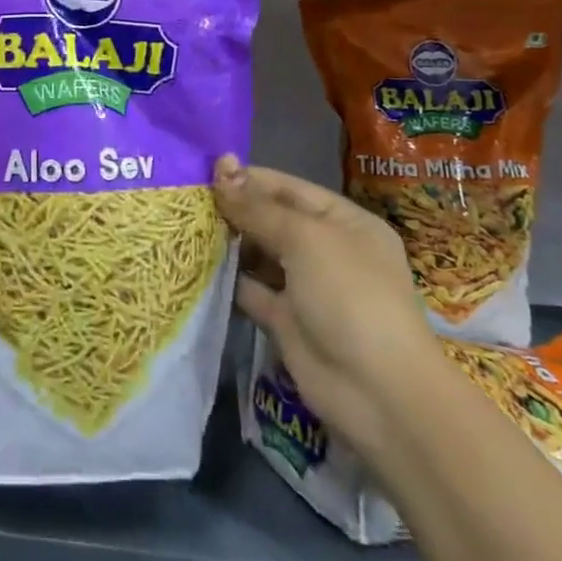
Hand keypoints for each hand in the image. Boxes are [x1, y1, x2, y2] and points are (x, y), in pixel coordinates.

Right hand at [214, 156, 445, 447]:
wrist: (377, 392)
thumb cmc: (349, 296)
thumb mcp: (305, 239)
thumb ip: (258, 207)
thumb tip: (221, 168)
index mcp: (344, 222)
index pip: (289, 188)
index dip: (249, 178)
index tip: (202, 172)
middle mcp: (326, 250)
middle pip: (272, 219)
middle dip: (233, 209)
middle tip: (185, 200)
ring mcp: (306, 287)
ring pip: (259, 254)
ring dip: (227, 243)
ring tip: (184, 228)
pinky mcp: (286, 320)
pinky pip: (252, 290)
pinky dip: (228, 279)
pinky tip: (194, 265)